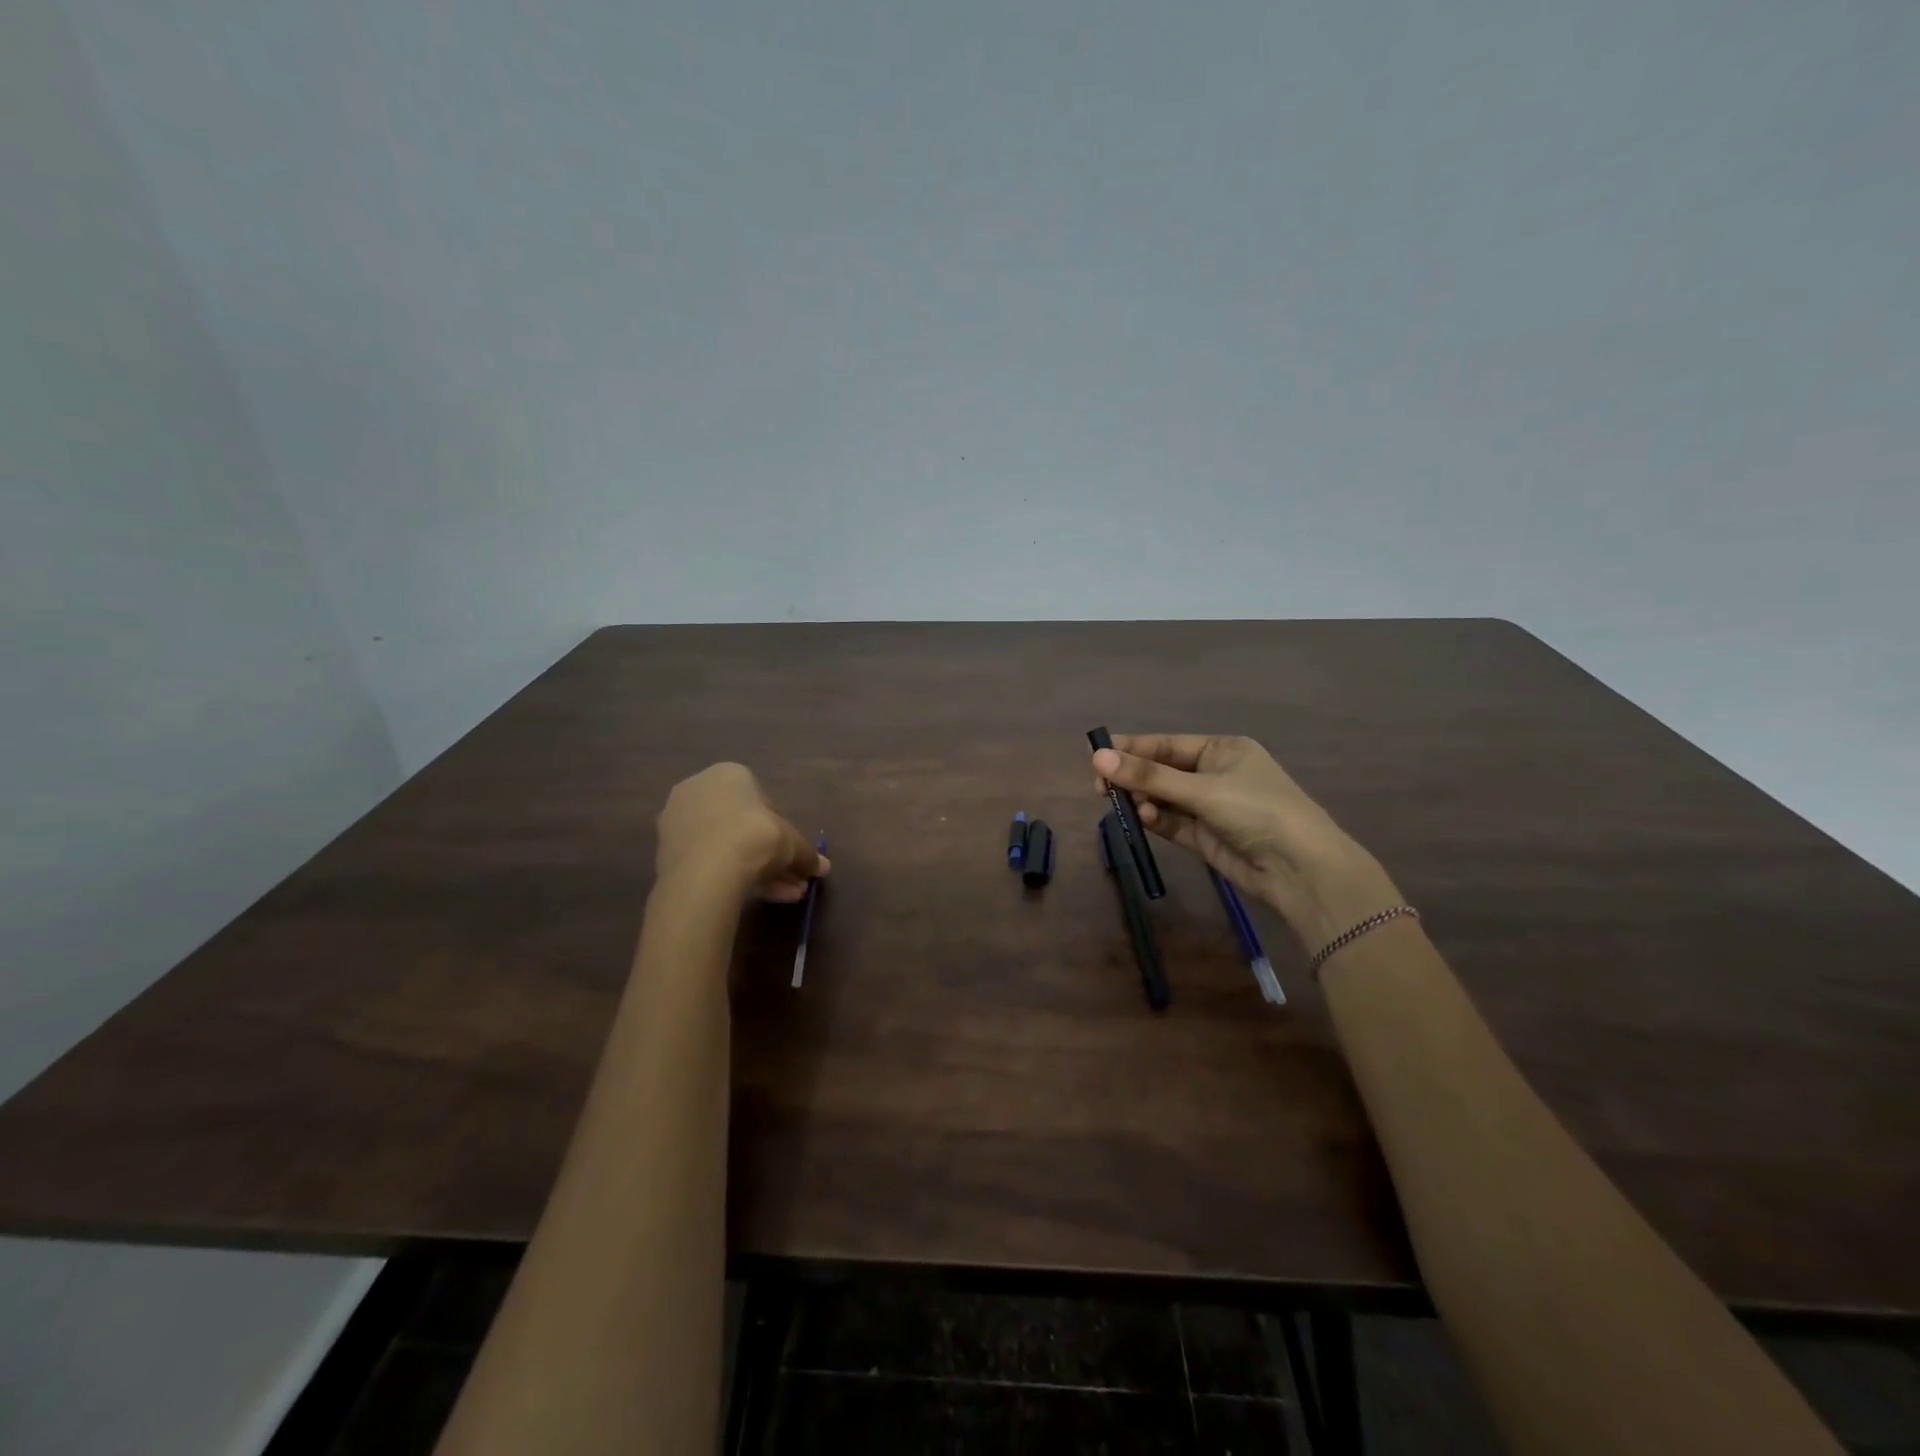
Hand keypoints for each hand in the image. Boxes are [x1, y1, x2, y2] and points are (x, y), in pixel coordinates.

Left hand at [656, 763, 827, 901]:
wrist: (705, 871)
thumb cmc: (755, 838)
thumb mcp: (792, 844)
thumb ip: (807, 853)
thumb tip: (822, 868)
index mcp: (729, 774)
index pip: (764, 802)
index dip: (785, 830)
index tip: (794, 853)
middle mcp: (699, 790)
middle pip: (743, 826)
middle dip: (771, 854)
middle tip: (792, 878)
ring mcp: (678, 822)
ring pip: (727, 846)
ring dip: (758, 869)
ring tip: (785, 895)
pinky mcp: (667, 853)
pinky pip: (709, 862)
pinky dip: (733, 876)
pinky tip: (760, 898)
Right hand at [1091, 734, 1400, 948]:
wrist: (1301, 870)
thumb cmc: (1257, 811)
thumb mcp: (1202, 789)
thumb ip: (1149, 776)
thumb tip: (1097, 757)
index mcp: (1222, 750)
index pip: (1167, 745)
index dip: (1132, 748)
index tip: (1096, 754)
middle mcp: (1215, 774)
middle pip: (1162, 771)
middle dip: (1134, 778)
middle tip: (1102, 788)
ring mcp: (1210, 807)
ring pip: (1164, 798)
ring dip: (1144, 801)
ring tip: (1127, 806)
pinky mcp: (1205, 837)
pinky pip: (1172, 822)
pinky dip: (1156, 820)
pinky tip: (1146, 819)